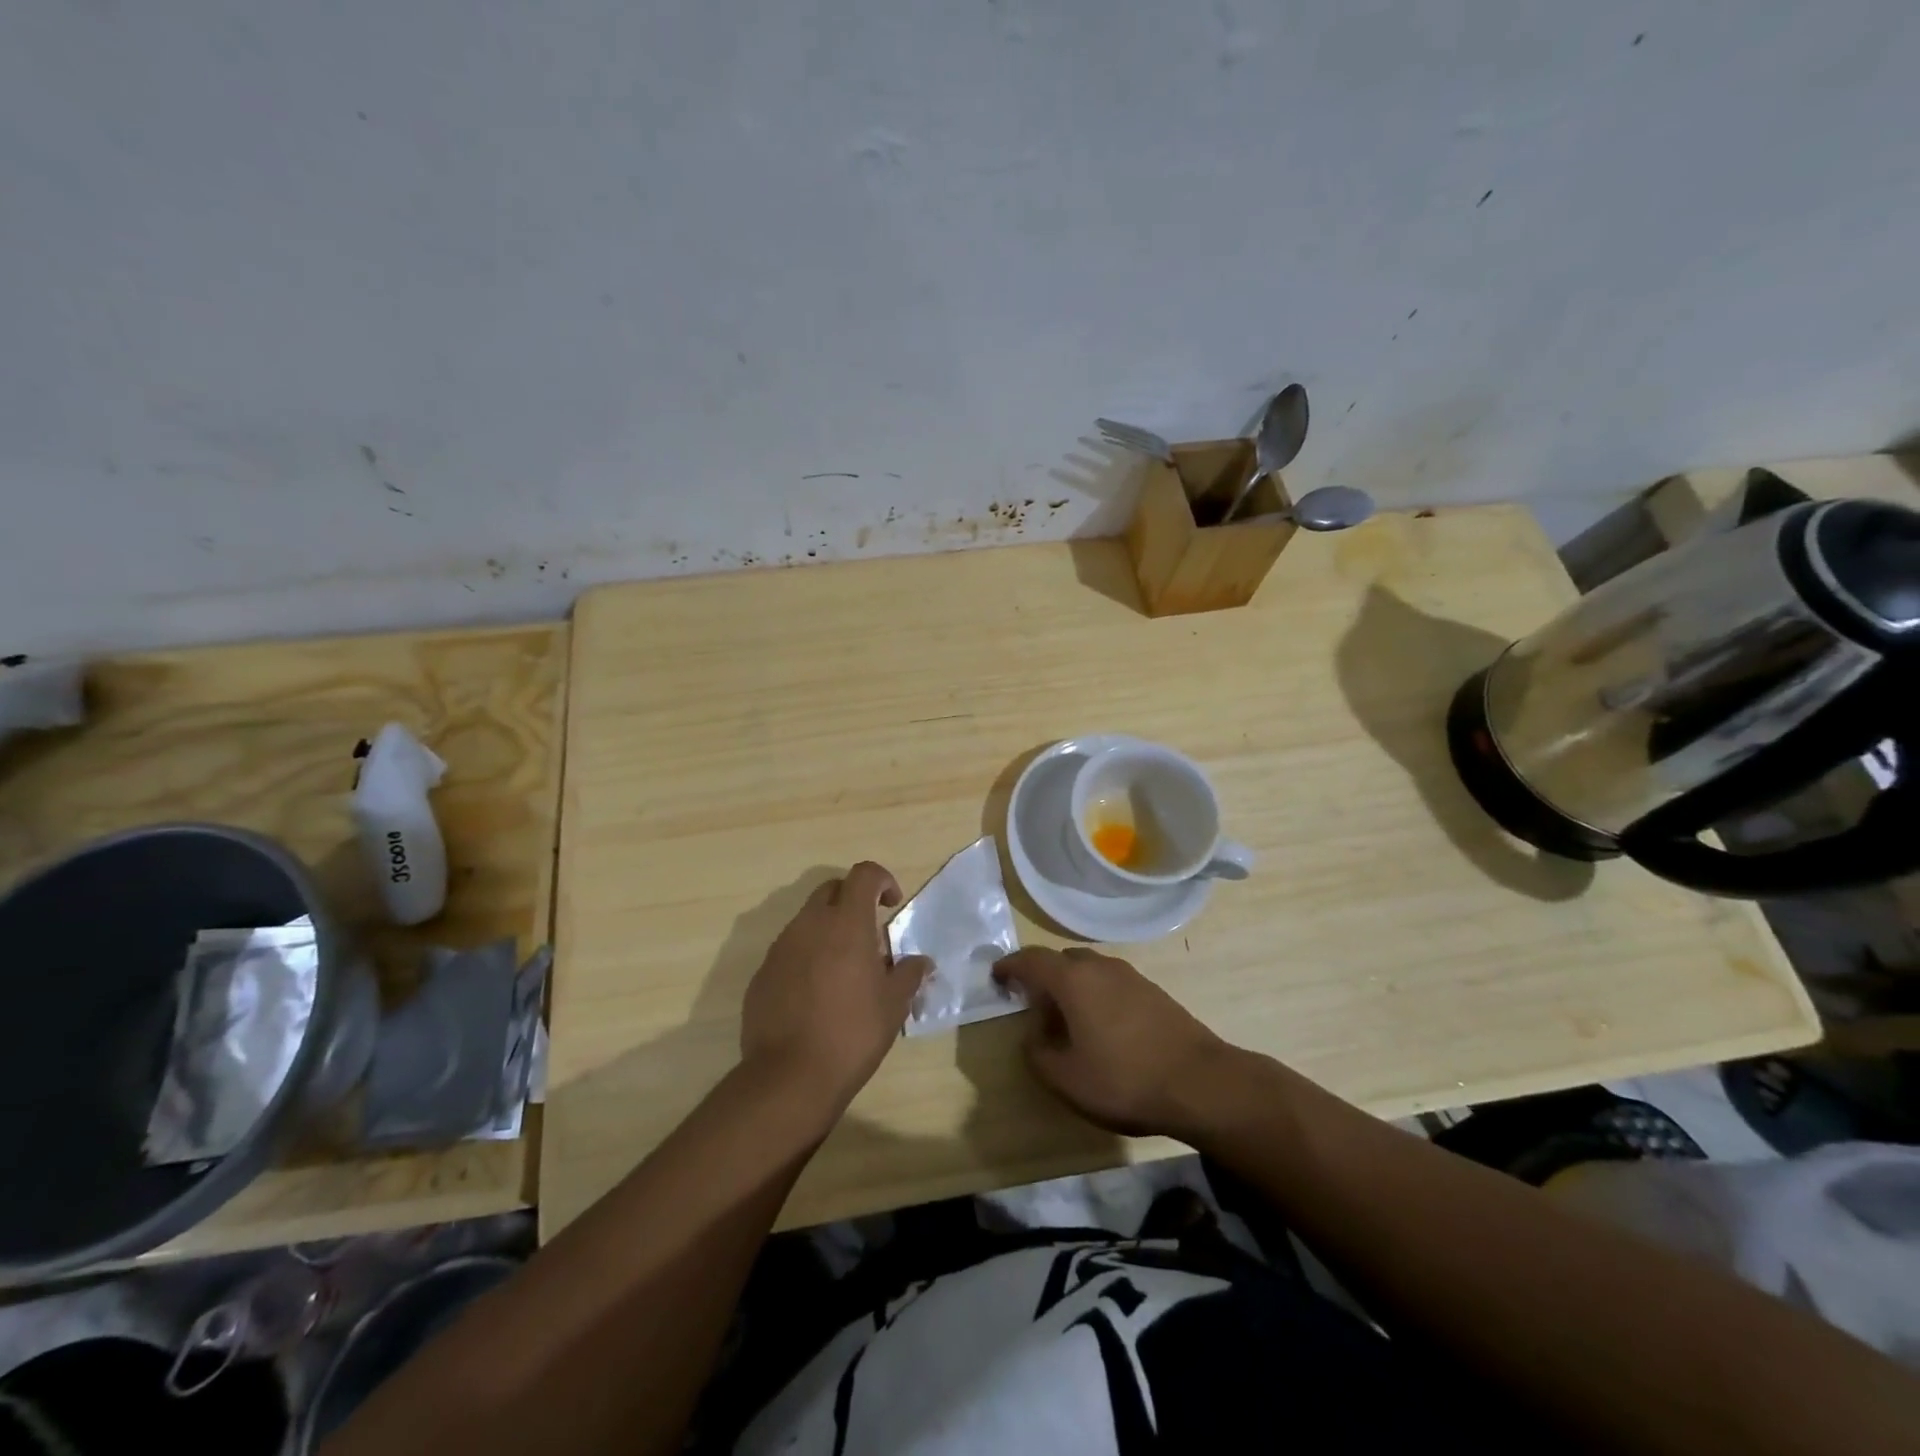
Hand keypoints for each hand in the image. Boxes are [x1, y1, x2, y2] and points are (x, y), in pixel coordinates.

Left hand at [740, 862, 930, 1116]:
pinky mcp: (762, 973)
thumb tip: (921, 962)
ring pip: (807, 920)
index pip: (863, 874)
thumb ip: (909, 974)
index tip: (892, 904)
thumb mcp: (894, 1004)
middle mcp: (809, 925)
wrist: (790, 1076)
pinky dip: (806, 956)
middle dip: (852, 900)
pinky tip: (816, 993)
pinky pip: (788, 950)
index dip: (882, 879)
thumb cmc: (853, 1033)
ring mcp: (780, 948)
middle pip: (831, 890)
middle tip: (869, 934)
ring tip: (844, 967)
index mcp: (846, 923)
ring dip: (828, 930)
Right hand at [993, 946, 1233, 1138]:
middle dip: (1041, 975)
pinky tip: (1100, 1025)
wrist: (1200, 1083)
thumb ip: (1037, 1053)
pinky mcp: (1153, 992)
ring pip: (1089, 969)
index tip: (996, 976)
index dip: (1009, 966)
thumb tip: (1033, 1035)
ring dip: (1070, 985)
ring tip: (1064, 1016)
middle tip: (1029, 1000)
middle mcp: (1100, 967)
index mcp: (1073, 980)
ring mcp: (1130, 976)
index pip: (1031, 960)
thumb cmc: (1124, 1079)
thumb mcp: (1066, 1079)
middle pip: (1061, 960)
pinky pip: (1111, 982)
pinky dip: (1095, 994)